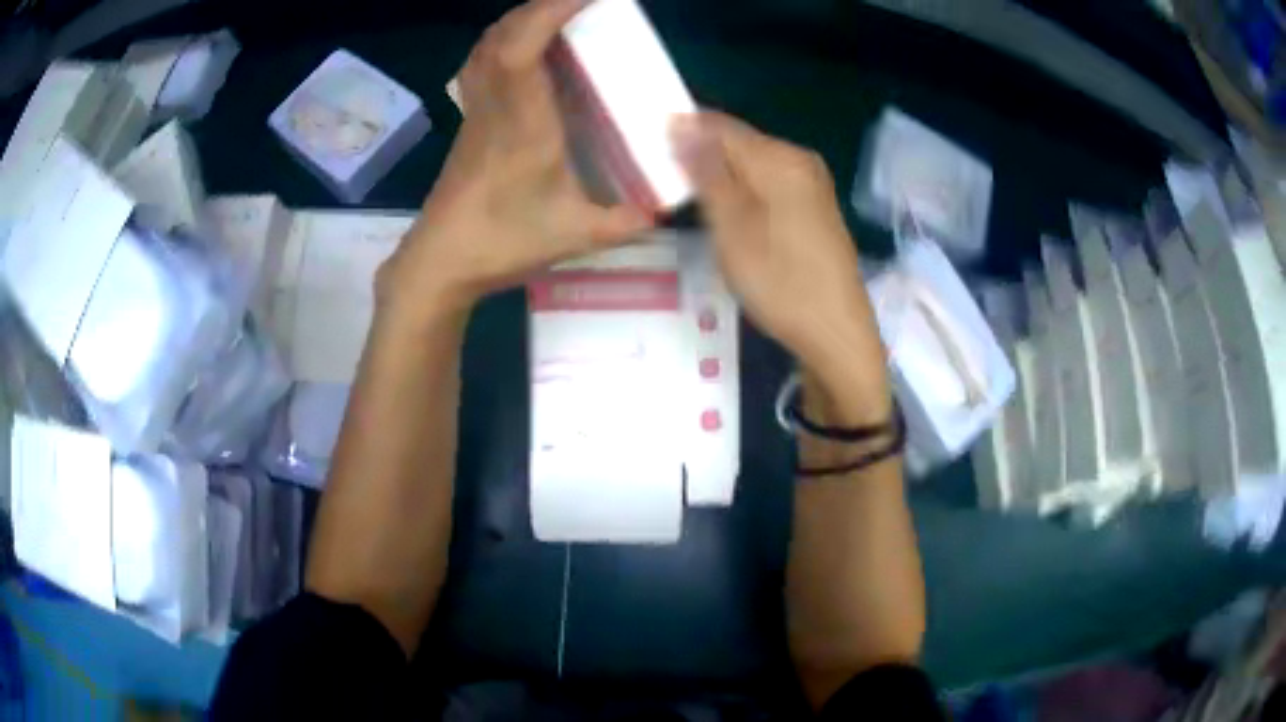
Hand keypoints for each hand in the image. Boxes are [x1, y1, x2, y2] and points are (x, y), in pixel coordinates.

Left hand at [379, 0, 652, 315]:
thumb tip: (663, 208)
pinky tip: (525, 46)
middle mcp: (496, 105)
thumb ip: (623, 221)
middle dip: (542, 6)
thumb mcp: (573, 236)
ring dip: (521, 19)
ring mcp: (477, 110)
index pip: (523, 49)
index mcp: (523, 124)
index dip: (551, 12)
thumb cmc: (501, 243)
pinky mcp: (470, 119)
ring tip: (557, 14)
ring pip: (487, 45)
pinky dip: (504, 39)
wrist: (440, 260)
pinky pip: (482, 62)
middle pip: (503, 35)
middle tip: (583, 1)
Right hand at [673, 112, 889, 414]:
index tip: (648, 155)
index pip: (718, 125)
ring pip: (751, 165)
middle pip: (737, 143)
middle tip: (665, 187)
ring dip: (719, 177)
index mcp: (780, 157)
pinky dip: (743, 193)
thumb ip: (706, 171)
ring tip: (690, 204)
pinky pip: (768, 184)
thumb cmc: (781, 283)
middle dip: (700, 157)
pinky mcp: (814, 207)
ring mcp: (811, 184)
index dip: (680, 133)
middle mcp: (800, 160)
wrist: (837, 335)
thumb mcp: (732, 227)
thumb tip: (680, 122)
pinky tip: (728, 217)